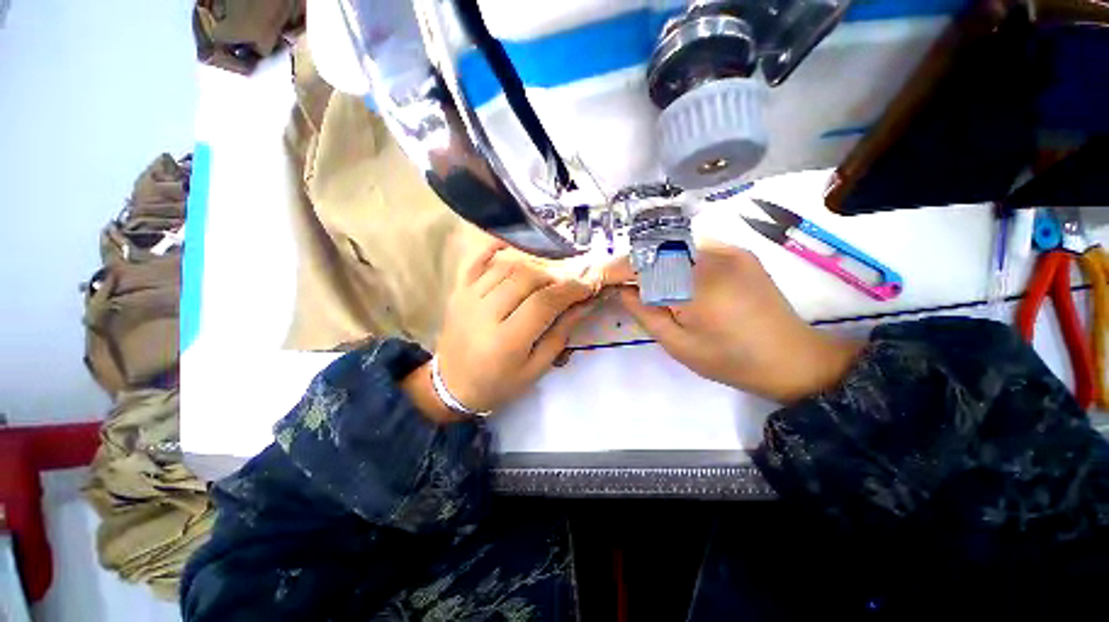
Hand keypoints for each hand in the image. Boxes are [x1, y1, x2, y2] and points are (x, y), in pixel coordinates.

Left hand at [405, 237, 596, 420]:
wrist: (452, 385)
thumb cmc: (499, 384)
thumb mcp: (536, 368)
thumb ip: (561, 334)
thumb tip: (585, 303)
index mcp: (506, 341)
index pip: (544, 303)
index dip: (570, 290)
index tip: (588, 285)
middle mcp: (485, 313)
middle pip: (526, 278)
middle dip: (554, 277)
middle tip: (568, 284)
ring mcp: (468, 298)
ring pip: (507, 265)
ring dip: (534, 265)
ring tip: (548, 276)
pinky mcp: (458, 290)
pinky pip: (477, 259)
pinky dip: (496, 246)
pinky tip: (514, 245)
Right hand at [601, 241, 862, 403]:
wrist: (791, 359)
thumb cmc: (730, 360)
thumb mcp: (678, 345)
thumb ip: (645, 313)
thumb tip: (623, 290)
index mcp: (696, 288)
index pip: (645, 266)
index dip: (621, 268)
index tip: (605, 277)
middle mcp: (713, 260)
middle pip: (658, 250)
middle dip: (636, 263)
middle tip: (625, 281)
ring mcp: (730, 252)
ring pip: (677, 245)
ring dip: (656, 258)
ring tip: (647, 279)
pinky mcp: (741, 253)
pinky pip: (698, 246)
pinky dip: (679, 255)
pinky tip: (677, 275)